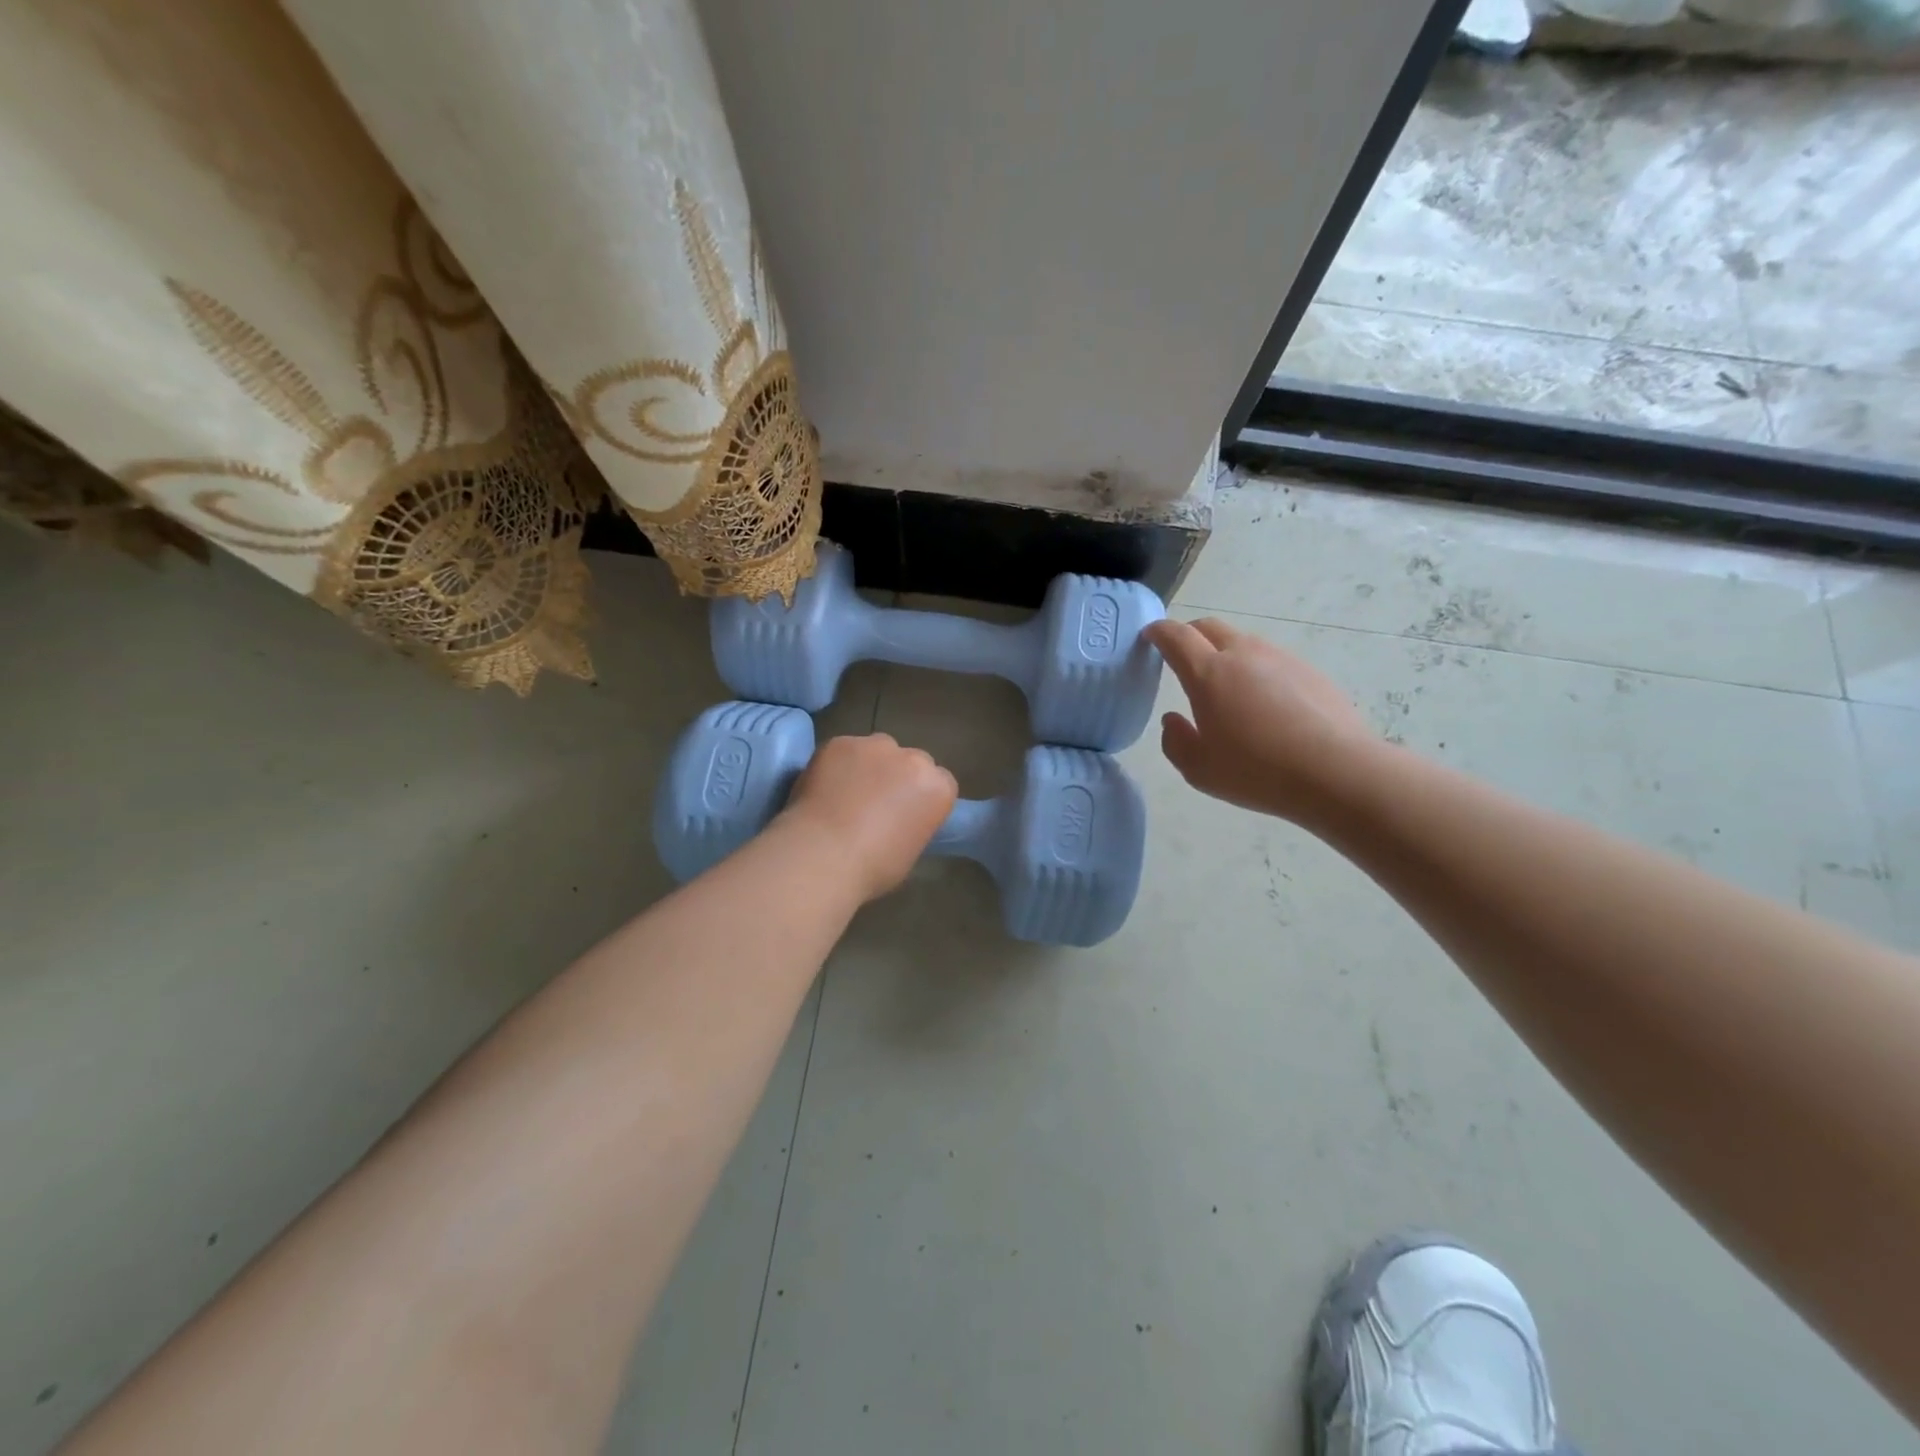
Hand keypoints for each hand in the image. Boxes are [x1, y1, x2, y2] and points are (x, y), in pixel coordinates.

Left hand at [780, 733, 957, 901]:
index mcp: (938, 788)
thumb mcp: (910, 852)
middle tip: (875, 804)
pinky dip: (836, 765)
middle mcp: (913, 759)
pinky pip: (843, 751)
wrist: (823, 855)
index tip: (906, 814)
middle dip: (898, 777)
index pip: (940, 783)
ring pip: (876, 750)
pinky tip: (823, 788)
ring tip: (845, 794)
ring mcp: (874, 746)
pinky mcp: (840, 743)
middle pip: (911, 761)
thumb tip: (895, 821)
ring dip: (868, 766)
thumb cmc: (873, 868)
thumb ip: (911, 823)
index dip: (921, 797)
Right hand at [1144, 617, 1377, 822]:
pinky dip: (1256, 669)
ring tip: (1225, 685)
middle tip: (1181, 656)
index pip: (1176, 637)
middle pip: (1209, 627)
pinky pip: (1271, 660)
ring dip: (1225, 652)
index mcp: (1208, 674)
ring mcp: (1280, 658)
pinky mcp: (1309, 671)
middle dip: (1189, 634)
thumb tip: (1173, 720)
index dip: (1159, 632)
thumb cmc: (1256, 771)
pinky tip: (1264, 703)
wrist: (1336, 772)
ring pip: (1243, 641)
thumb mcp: (1199, 769)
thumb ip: (1176, 741)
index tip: (1149, 635)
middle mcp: (1243, 655)